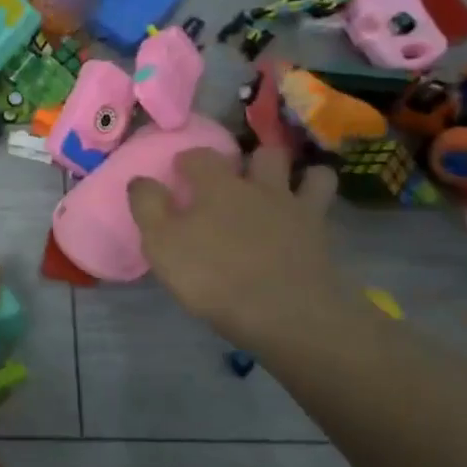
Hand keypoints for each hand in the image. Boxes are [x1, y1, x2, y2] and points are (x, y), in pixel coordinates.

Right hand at [128, 145, 340, 349]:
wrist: (285, 313)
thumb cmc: (213, 276)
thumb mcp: (161, 243)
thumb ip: (148, 206)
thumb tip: (140, 179)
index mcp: (218, 185)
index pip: (201, 156)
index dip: (188, 159)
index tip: (179, 170)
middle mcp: (260, 187)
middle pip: (264, 153)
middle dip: (252, 158)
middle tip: (240, 176)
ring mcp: (297, 209)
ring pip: (310, 174)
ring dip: (298, 175)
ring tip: (286, 187)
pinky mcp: (323, 236)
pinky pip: (327, 206)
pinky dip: (318, 201)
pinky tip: (310, 213)